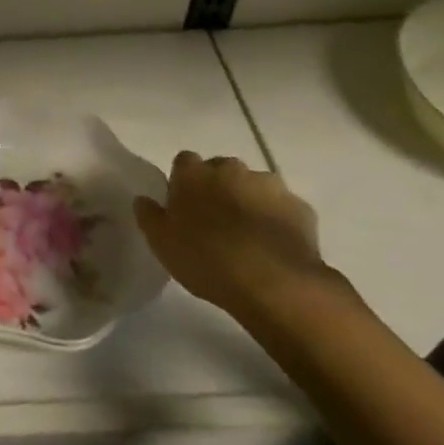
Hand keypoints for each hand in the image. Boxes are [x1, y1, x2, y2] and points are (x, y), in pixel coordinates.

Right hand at [135, 151, 335, 321]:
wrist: (272, 282)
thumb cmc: (205, 258)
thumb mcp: (161, 242)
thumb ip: (149, 215)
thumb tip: (143, 199)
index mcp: (194, 173)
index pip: (184, 161)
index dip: (184, 181)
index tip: (184, 205)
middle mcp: (232, 168)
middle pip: (222, 170)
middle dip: (219, 188)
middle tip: (215, 221)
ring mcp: (270, 185)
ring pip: (254, 187)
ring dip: (249, 202)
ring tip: (248, 237)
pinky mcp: (300, 208)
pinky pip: (283, 209)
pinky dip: (277, 221)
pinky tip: (273, 247)